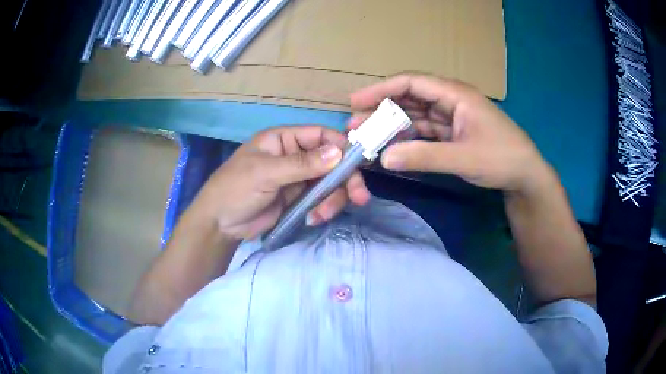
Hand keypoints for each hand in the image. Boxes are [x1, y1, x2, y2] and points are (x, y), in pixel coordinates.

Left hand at [188, 126, 369, 239]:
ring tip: (322, 215)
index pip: (320, 135)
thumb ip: (302, 164)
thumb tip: (338, 153)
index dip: (341, 146)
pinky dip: (323, 208)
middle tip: (359, 197)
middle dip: (345, 179)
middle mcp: (294, 155)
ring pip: (329, 182)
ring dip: (333, 198)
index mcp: (283, 140)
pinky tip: (314, 219)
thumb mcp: (266, 173)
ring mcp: (297, 178)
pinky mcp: (298, 198)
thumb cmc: (235, 188)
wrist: (220, 223)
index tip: (358, 164)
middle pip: (331, 161)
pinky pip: (320, 199)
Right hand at [348, 74, 550, 193]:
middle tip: (355, 126)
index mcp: (455, 94)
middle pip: (409, 98)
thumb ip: (424, 157)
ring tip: (367, 138)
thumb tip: (384, 158)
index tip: (355, 102)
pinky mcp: (452, 133)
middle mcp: (450, 100)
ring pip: (415, 115)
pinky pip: (424, 131)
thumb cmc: (501, 158)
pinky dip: (407, 138)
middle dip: (382, 110)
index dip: (381, 89)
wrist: (525, 175)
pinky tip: (391, 147)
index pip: (412, 83)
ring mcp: (451, 117)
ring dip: (392, 125)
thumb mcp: (464, 158)